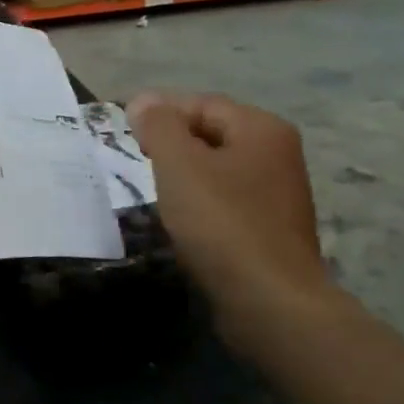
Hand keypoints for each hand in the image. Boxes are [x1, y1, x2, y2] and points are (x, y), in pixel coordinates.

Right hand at [128, 92, 337, 342]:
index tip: (125, 136)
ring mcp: (278, 194)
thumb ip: (158, 126)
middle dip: (170, 145)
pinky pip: (226, 202)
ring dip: (183, 177)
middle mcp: (277, 154)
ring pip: (217, 170)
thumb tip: (144, 101)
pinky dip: (200, 205)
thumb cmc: (222, 223)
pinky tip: (181, 223)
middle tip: (135, 163)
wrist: (270, 302)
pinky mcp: (270, 230)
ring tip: (153, 193)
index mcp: (261, 129)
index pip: (201, 104)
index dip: (160, 114)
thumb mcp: (179, 165)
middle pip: (211, 134)